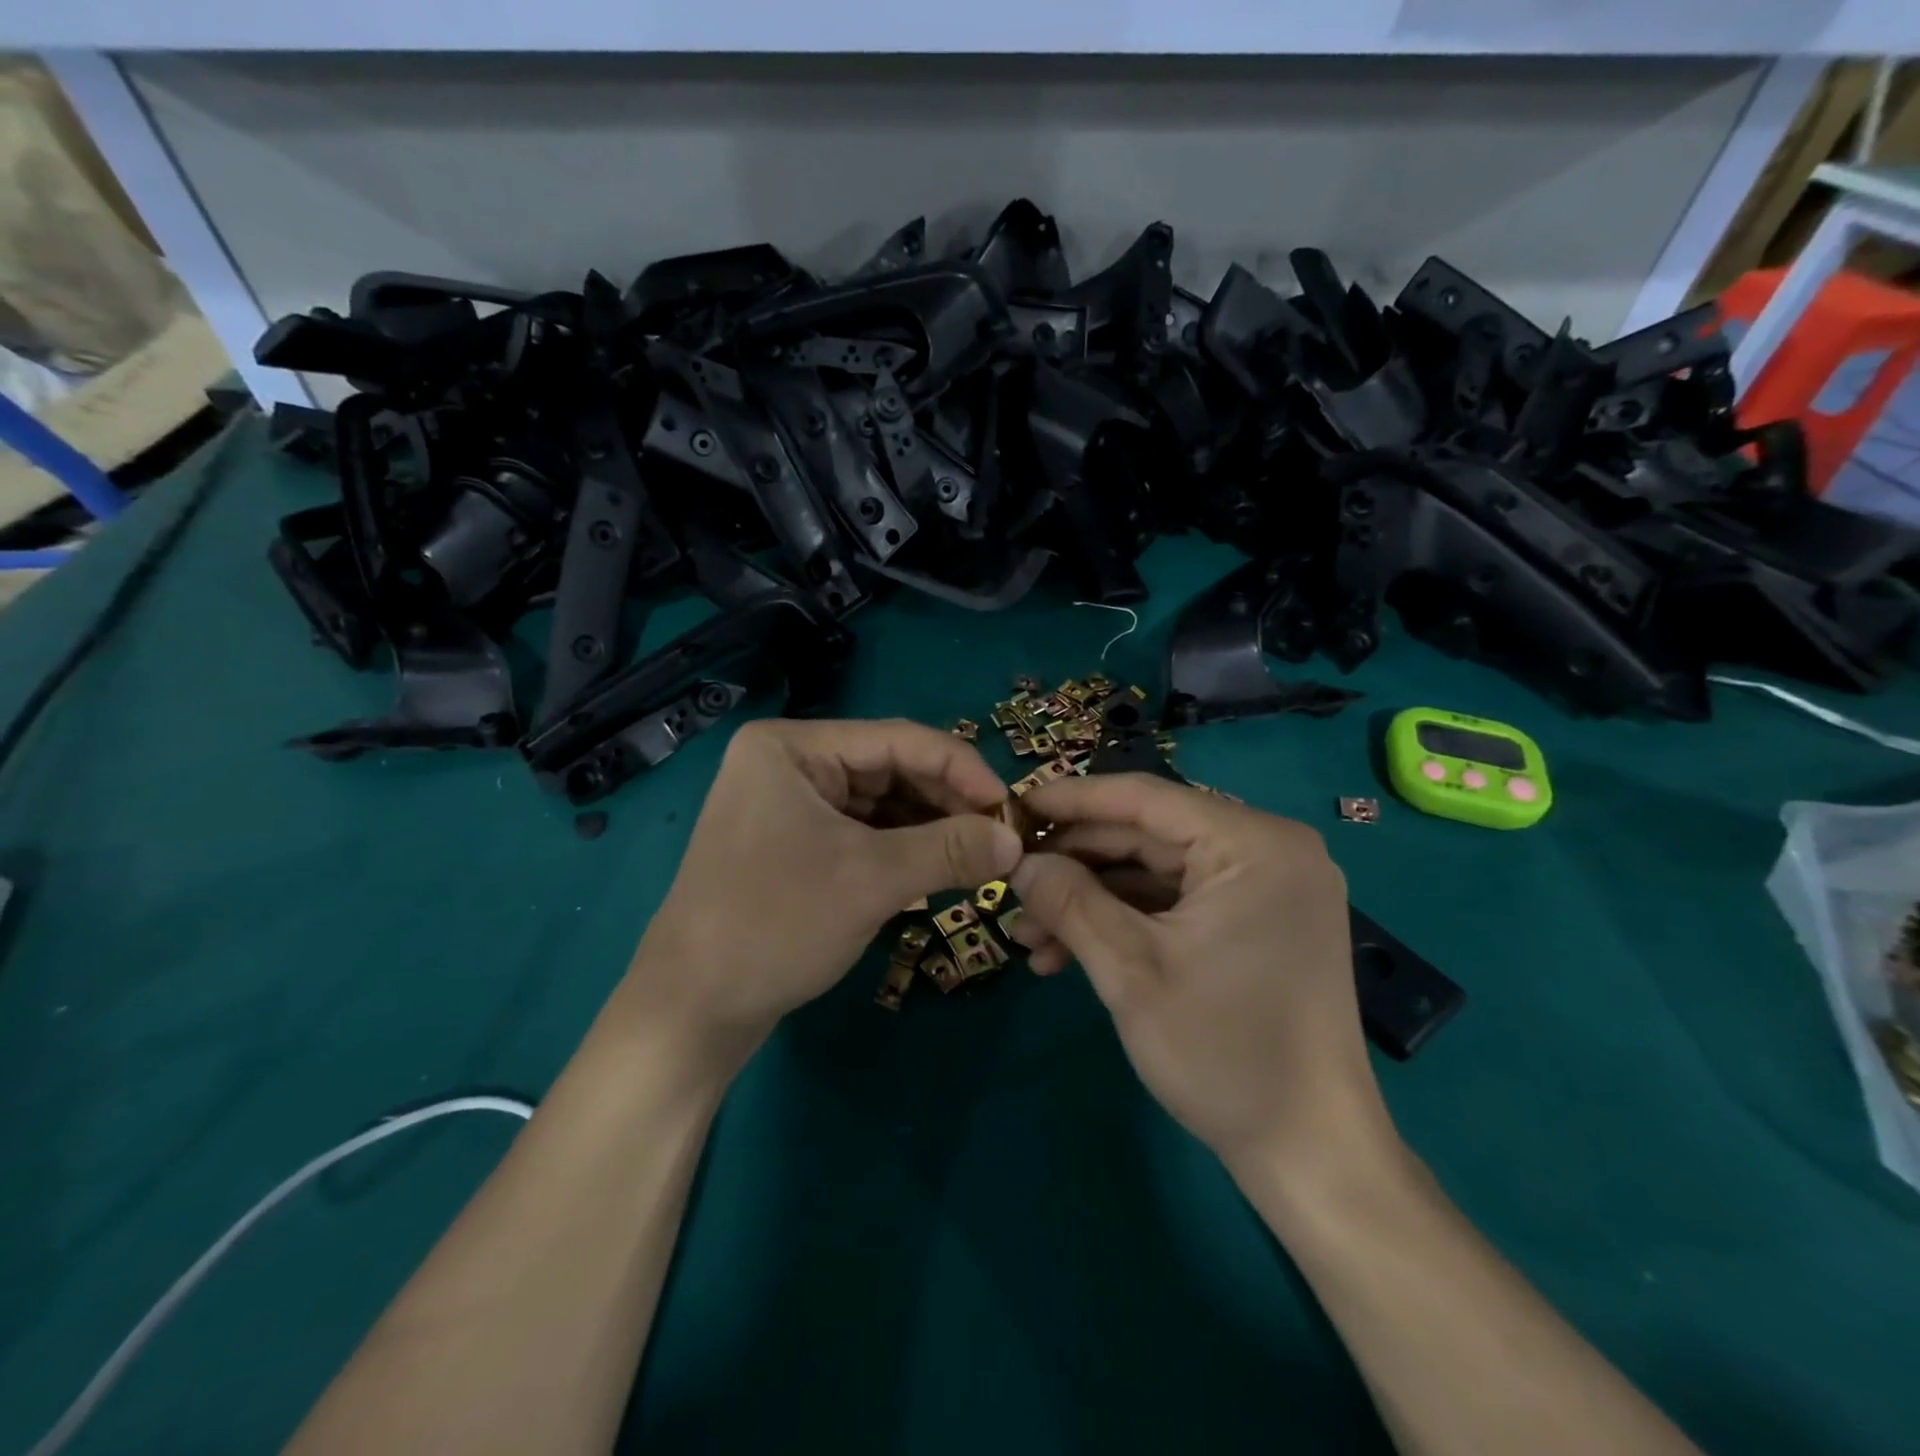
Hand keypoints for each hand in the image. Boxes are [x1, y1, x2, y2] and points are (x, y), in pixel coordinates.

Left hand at [627, 717, 1021, 1075]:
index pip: (898, 739)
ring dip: (930, 827)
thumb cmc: (774, 925)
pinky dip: (904, 848)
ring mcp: (791, 803)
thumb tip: (1017, 841)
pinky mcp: (797, 842)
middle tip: (1000, 836)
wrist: (693, 1011)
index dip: (962, 769)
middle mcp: (791, 763)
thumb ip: (949, 850)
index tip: (1010, 807)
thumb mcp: (870, 880)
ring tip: (979, 855)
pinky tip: (941, 867)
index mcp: (793, 746)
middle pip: (891, 768)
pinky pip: (864, 831)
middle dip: (947, 802)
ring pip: (882, 802)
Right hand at [1007, 773, 1399, 1189]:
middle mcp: (1267, 851)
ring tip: (1028, 935)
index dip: (1071, 800)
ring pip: (1155, 872)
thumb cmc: (1225, 1054)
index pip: (1144, 798)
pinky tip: (1068, 953)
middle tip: (1012, 882)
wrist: (1311, 1156)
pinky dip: (1125, 922)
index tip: (1013, 808)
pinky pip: (1177, 903)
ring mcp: (1264, 888)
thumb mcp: (1131, 971)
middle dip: (1074, 864)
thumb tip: (1018, 861)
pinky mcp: (1256, 922)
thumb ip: (1069, 901)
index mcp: (1253, 844)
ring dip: (1091, 900)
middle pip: (1147, 834)